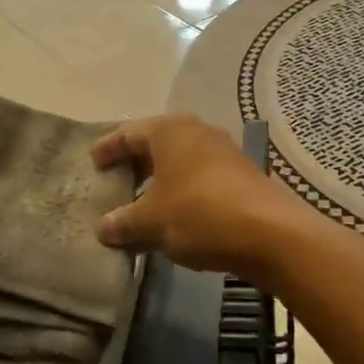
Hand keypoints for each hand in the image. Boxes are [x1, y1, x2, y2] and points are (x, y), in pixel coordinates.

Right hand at [91, 114, 303, 279]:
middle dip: (134, 163)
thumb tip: (102, 228)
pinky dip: (182, 190)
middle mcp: (197, 131)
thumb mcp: (151, 222)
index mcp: (169, 131)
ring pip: (180, 161)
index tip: (93, 162)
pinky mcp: (241, 174)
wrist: (270, 232)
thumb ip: (123, 223)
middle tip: (115, 182)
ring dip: (159, 179)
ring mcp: (223, 151)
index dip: (108, 148)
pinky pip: (199, 176)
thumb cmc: (199, 214)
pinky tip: (174, 214)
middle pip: (156, 144)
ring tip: (141, 202)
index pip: (128, 133)